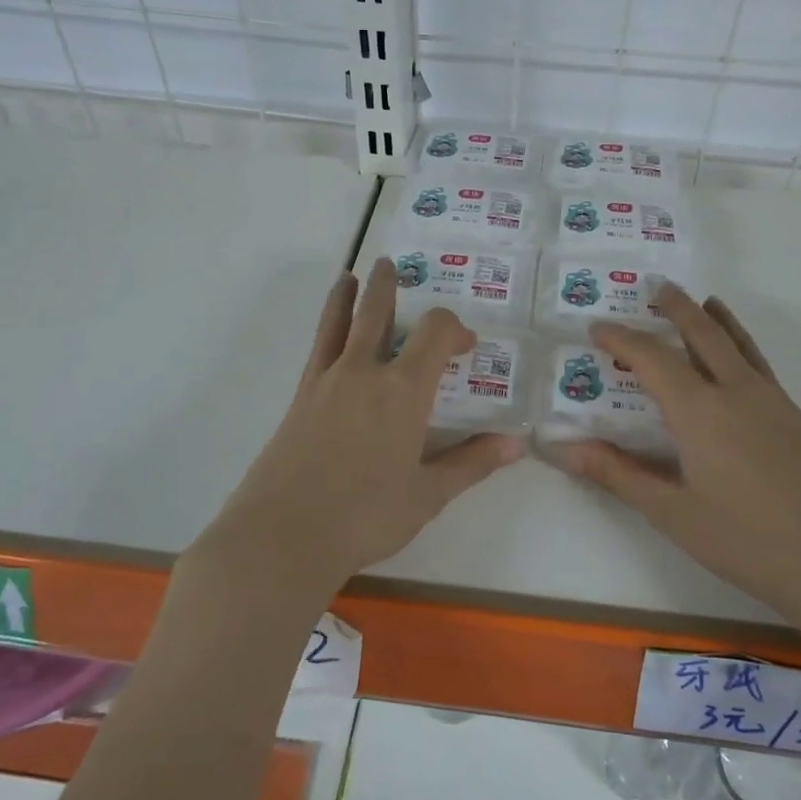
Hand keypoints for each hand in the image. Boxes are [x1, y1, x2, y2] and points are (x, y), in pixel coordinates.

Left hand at [199, 259, 522, 590]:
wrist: (284, 534)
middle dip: (389, 286)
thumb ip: (472, 463)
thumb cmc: (366, 515)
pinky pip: (317, 348)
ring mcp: (326, 381)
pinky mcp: (300, 398)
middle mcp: (364, 372)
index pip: (435, 333)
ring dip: (349, 295)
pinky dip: (326, 328)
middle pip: (377, 312)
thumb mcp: (428, 494)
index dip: (454, 329)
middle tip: (392, 265)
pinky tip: (329, 334)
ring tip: (351, 276)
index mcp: (403, 390)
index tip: (466, 345)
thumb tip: (516, 444)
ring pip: (339, 322)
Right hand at [548, 284, 800, 617]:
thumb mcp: (671, 512)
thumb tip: (562, 449)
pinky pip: (759, 362)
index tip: (596, 328)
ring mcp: (771, 400)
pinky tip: (739, 358)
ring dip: (714, 317)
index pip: (651, 357)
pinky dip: (741, 342)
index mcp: (699, 409)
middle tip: (655, 287)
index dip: (620, 338)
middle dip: (675, 307)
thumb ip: (617, 473)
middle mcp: (735, 390)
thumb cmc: (746, 540)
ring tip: (702, 301)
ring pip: (737, 342)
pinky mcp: (794, 417)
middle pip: (702, 332)